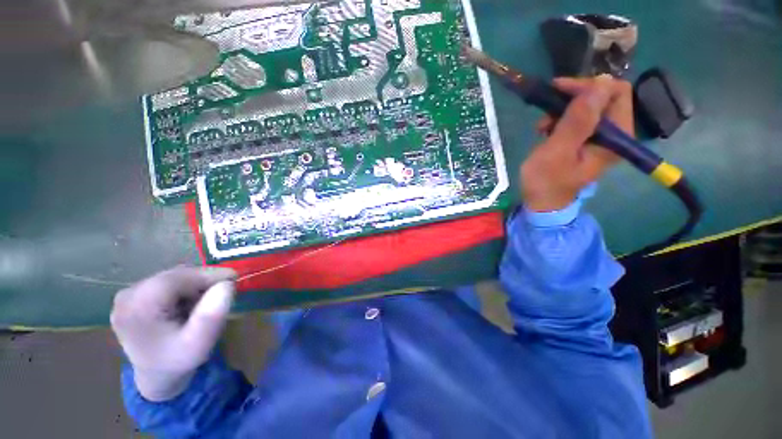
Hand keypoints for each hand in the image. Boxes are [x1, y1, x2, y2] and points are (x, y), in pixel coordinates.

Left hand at [111, 266, 236, 400]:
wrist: (156, 376)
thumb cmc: (178, 361)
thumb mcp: (200, 343)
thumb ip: (212, 315)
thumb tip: (227, 284)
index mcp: (138, 308)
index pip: (178, 278)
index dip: (208, 275)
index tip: (234, 279)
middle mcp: (128, 296)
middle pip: (175, 275)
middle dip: (202, 281)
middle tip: (223, 292)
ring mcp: (128, 295)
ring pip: (173, 277)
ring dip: (194, 285)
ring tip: (204, 302)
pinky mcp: (132, 296)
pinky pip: (166, 282)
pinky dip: (184, 288)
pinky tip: (188, 304)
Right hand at [520, 75, 634, 211]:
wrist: (541, 203)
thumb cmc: (546, 181)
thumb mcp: (557, 152)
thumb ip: (578, 121)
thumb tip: (600, 82)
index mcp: (616, 137)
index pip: (616, 93)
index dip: (588, 86)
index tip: (558, 90)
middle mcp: (616, 134)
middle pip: (604, 97)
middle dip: (574, 98)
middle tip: (547, 109)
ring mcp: (602, 138)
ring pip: (590, 107)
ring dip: (564, 110)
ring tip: (542, 126)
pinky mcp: (588, 141)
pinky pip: (580, 119)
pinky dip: (561, 119)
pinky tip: (546, 130)